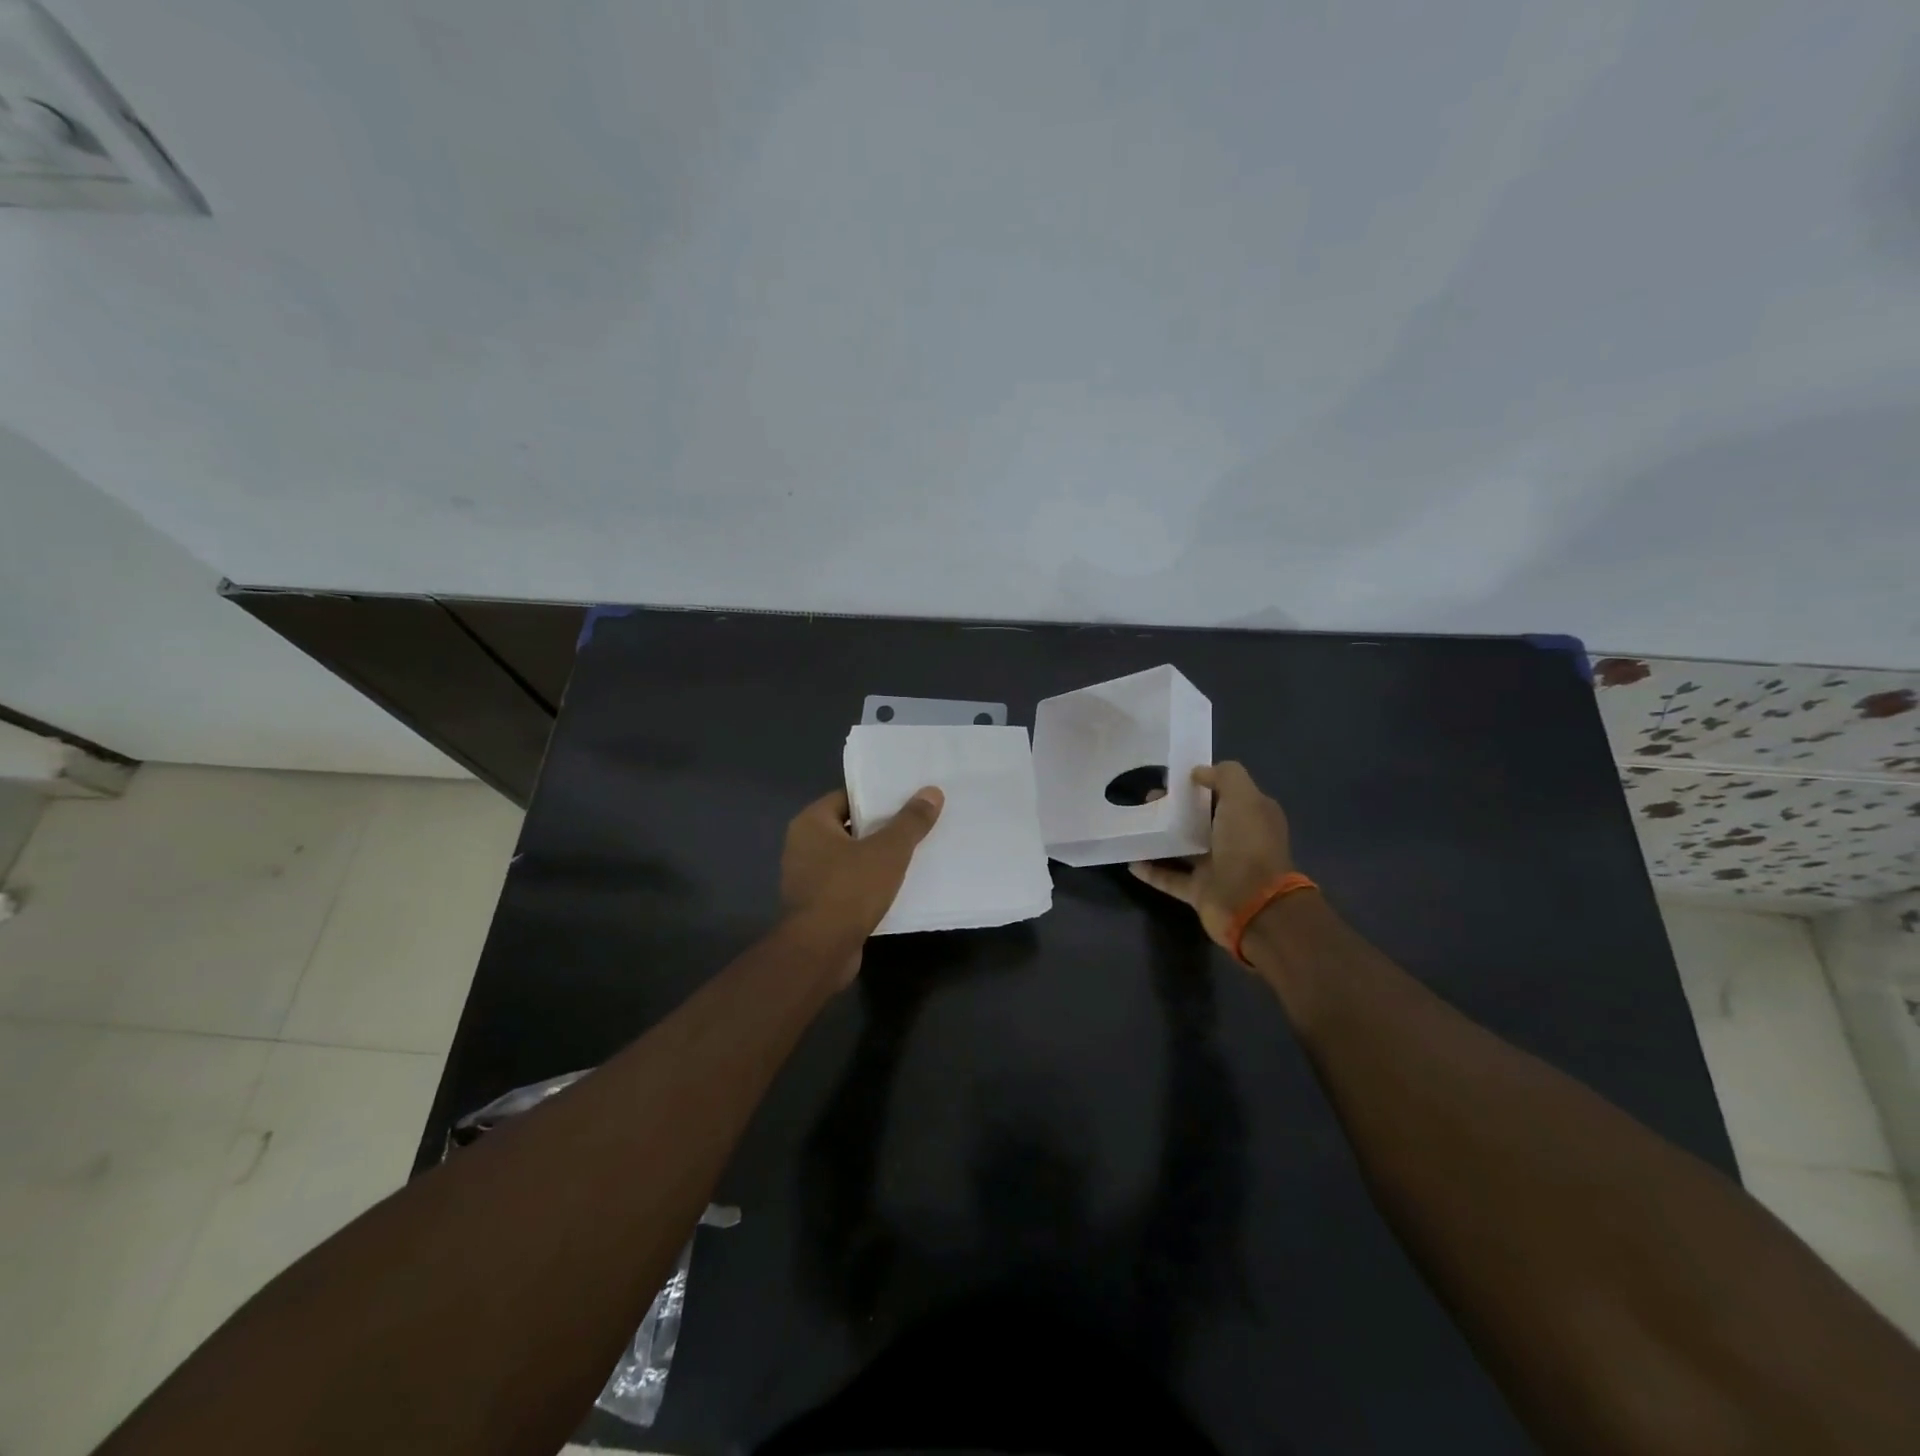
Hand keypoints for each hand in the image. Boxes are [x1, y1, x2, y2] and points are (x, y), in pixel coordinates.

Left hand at [781, 786, 944, 960]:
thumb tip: (932, 792)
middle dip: (883, 828)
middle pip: (851, 827)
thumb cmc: (849, 890)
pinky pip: (849, 884)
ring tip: (915, 853)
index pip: (848, 797)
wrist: (820, 952)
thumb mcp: (888, 851)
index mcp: (811, 823)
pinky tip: (899, 886)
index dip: (878, 797)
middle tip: (918, 823)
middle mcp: (803, 846)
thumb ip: (910, 821)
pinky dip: (870, 884)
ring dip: (878, 858)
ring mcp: (808, 878)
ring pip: (851, 858)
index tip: (909, 797)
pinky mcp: (818, 906)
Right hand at [1129, 762, 1294, 950]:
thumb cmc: (1248, 845)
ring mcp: (1217, 867)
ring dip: (1161, 836)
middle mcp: (1236, 840)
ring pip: (1184, 847)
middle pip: (1201, 819)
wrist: (1253, 905)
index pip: (1224, 793)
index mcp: (1251, 817)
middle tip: (1147, 799)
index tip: (1172, 777)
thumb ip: (1224, 776)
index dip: (1201, 783)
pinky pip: (1170, 877)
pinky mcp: (1199, 891)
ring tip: (1136, 823)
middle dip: (1175, 808)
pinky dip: (1151, 870)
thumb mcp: (1243, 798)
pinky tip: (1130, 859)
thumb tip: (1198, 772)